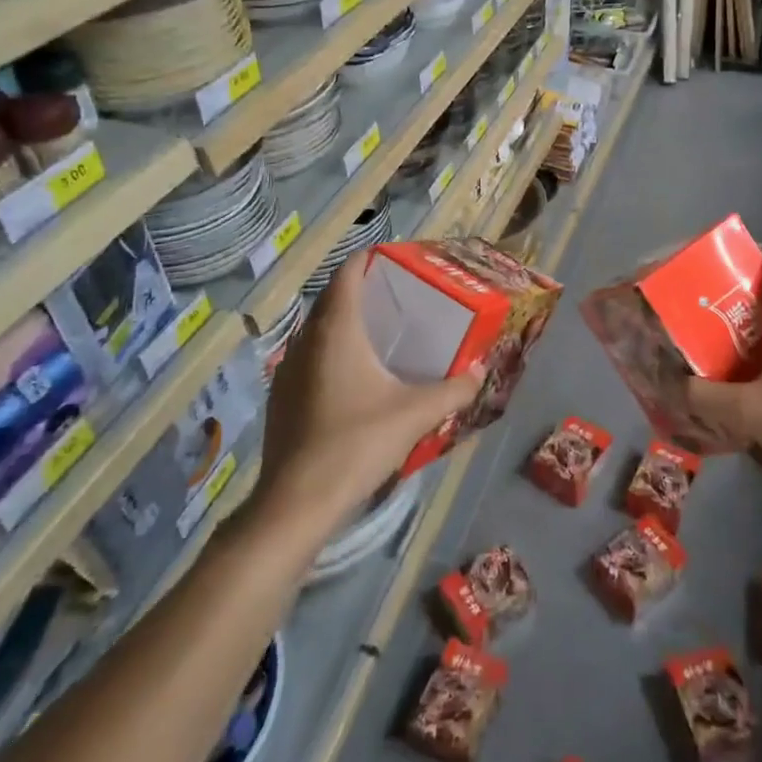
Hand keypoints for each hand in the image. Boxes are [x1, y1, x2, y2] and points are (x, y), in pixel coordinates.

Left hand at [253, 258, 480, 529]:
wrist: (297, 503)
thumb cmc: (357, 444)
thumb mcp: (415, 414)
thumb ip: (454, 389)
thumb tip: (481, 370)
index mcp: (336, 330)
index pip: (346, 274)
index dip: (367, 259)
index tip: (393, 259)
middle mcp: (305, 340)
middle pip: (331, 299)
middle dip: (360, 291)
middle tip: (395, 296)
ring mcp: (286, 370)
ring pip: (316, 330)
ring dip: (342, 323)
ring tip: (377, 334)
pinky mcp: (279, 398)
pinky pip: (308, 358)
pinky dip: (329, 352)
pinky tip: (352, 378)